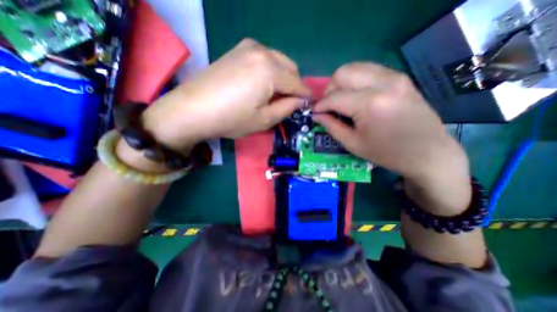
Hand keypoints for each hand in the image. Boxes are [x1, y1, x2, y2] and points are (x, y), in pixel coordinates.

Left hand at [142, 38, 310, 148]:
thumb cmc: (231, 119)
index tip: (309, 104)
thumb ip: (287, 108)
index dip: (305, 95)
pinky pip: (264, 58)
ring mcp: (248, 47)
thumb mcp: (264, 119)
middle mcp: (262, 52)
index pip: (297, 83)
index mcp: (271, 70)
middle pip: (290, 68)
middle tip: (289, 102)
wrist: (192, 109)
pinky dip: (270, 71)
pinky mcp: (237, 50)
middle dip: (294, 85)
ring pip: (278, 61)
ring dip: (283, 77)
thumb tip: (300, 101)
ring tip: (274, 95)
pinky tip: (261, 84)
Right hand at [313, 63, 468, 213]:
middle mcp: (383, 83)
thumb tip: (316, 115)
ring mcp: (395, 77)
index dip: (320, 105)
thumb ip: (331, 126)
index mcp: (370, 104)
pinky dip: (356, 80)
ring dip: (342, 83)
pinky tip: (357, 96)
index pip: (334, 97)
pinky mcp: (400, 78)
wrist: (428, 153)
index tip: (315, 112)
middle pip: (343, 72)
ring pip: (355, 67)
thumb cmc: (387, 154)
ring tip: (342, 100)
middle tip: (330, 105)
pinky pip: (369, 70)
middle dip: (330, 89)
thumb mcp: (353, 144)